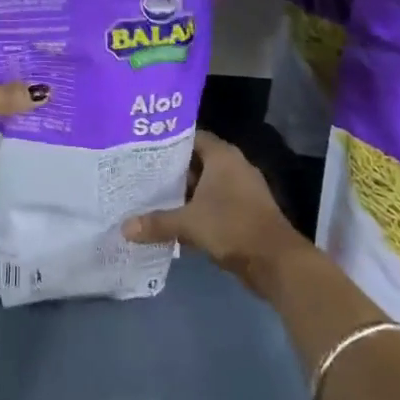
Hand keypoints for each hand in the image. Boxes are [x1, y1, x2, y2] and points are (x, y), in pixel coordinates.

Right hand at [122, 131, 307, 295]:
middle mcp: (233, 167)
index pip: (191, 137)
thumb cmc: (231, 227)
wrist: (276, 262)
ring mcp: (242, 190)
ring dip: (183, 193)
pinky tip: (174, 221)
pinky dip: (197, 210)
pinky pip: (215, 204)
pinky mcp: (245, 212)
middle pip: (196, 162)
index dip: (168, 142)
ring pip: (205, 186)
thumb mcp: (189, 223)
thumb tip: (124, 228)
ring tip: (151, 198)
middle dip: (171, 170)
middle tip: (141, 175)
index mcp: (222, 157)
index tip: (144, 149)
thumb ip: (156, 222)